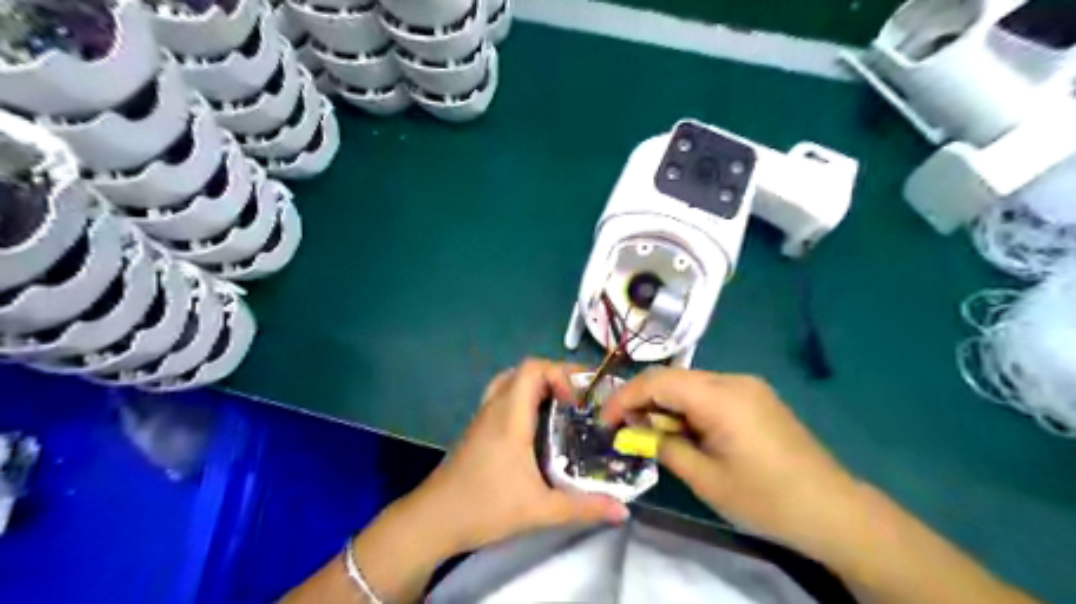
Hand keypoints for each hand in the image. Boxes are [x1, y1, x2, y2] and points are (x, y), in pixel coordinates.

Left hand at [411, 357, 632, 557]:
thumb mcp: (539, 510)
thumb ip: (583, 508)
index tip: (577, 400)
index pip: (532, 369)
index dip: (560, 373)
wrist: (432, 520)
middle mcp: (495, 408)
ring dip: (536, 385)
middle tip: (577, 398)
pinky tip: (536, 426)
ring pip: (510, 381)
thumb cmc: (484, 508)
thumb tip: (624, 511)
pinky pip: (502, 397)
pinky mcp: (477, 428)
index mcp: (510, 417)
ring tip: (559, 407)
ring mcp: (482, 417)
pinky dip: (523, 398)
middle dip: (554, 376)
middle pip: (524, 370)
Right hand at [601, 368, 864, 555]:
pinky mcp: (756, 396)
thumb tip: (633, 431)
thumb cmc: (765, 498)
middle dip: (642, 399)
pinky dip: (687, 406)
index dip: (624, 398)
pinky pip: (709, 392)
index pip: (657, 382)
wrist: (833, 509)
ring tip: (651, 432)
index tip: (604, 420)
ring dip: (664, 403)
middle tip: (624, 427)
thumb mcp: (705, 478)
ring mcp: (747, 385)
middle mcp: (732, 380)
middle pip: (672, 377)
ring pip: (689, 383)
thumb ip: (663, 446)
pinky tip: (684, 429)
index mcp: (719, 397)